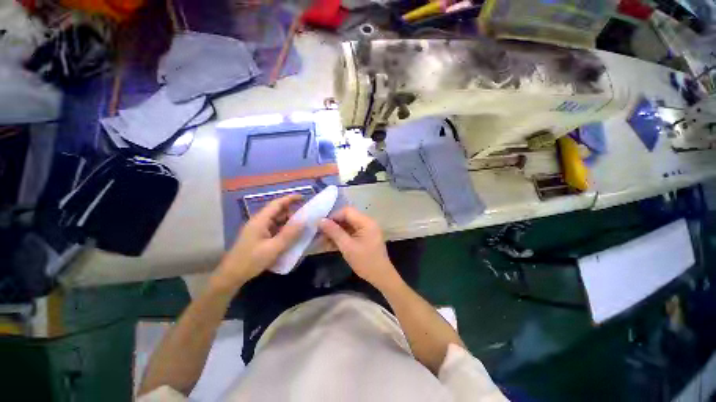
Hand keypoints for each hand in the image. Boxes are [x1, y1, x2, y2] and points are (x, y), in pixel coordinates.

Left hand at [213, 195, 302, 289]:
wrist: (231, 276)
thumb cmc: (251, 261)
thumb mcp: (273, 248)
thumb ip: (289, 234)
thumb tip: (304, 221)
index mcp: (260, 220)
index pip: (277, 204)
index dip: (290, 199)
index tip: (303, 197)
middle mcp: (259, 222)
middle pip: (277, 211)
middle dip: (292, 212)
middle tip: (306, 218)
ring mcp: (258, 230)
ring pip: (276, 221)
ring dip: (288, 222)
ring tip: (301, 228)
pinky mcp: (259, 237)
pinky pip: (274, 229)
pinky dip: (284, 230)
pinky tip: (291, 237)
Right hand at [318, 207, 401, 290]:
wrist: (381, 276)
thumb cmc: (365, 262)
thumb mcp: (347, 247)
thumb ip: (334, 232)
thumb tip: (320, 220)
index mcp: (366, 222)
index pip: (347, 211)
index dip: (333, 216)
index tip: (321, 226)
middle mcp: (367, 222)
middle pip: (347, 217)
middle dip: (333, 225)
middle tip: (320, 233)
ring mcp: (366, 229)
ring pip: (347, 225)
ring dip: (336, 232)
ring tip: (322, 240)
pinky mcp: (364, 236)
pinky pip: (351, 232)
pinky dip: (341, 237)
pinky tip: (331, 244)